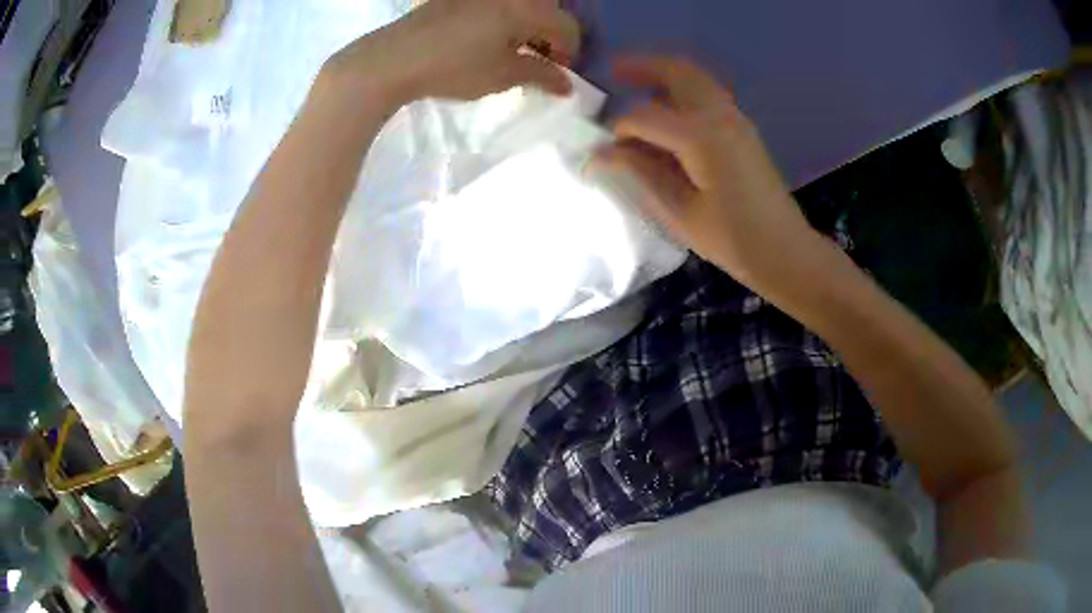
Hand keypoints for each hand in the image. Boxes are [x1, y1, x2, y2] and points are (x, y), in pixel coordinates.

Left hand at [322, 0, 580, 104]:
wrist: (393, 58)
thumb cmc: (453, 67)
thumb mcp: (502, 75)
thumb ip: (541, 75)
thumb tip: (567, 85)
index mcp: (526, 8)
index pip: (567, 26)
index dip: (570, 51)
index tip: (559, 73)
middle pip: (547, 8)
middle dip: (550, 34)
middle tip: (538, 58)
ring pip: (521, 3)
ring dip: (528, 24)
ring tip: (513, 49)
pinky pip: (496, 3)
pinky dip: (504, 17)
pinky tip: (488, 37)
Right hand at [595, 55, 823, 292]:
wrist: (784, 250)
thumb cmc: (732, 239)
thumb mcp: (679, 212)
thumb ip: (641, 173)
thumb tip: (602, 153)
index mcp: (701, 137)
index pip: (645, 116)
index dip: (619, 130)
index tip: (604, 151)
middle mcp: (719, 116)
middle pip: (677, 73)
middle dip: (643, 68)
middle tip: (614, 72)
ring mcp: (736, 119)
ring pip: (695, 79)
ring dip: (664, 75)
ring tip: (635, 85)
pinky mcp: (742, 129)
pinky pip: (707, 94)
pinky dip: (683, 91)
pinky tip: (667, 110)